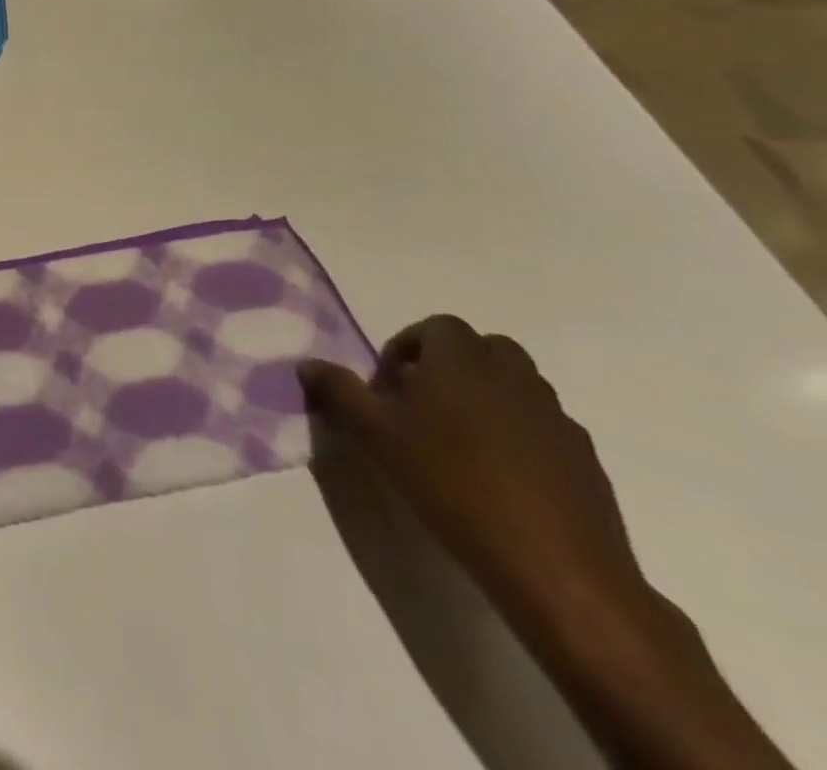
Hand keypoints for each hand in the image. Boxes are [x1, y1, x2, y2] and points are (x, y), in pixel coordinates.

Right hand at [297, 315, 642, 629]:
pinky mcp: (585, 459)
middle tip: (424, 402)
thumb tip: (308, 364)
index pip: (437, 326)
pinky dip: (520, 434)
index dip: (409, 346)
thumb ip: (340, 391)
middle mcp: (513, 376)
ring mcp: (556, 417)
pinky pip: (543, 426)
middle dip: (453, 364)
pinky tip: (500, 476)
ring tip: (459, 441)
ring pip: (517, 385)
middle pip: (485, 348)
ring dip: (487, 396)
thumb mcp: (375, 435)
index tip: (391, 383)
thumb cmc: (450, 483)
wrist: (555, 567)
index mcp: (462, 360)